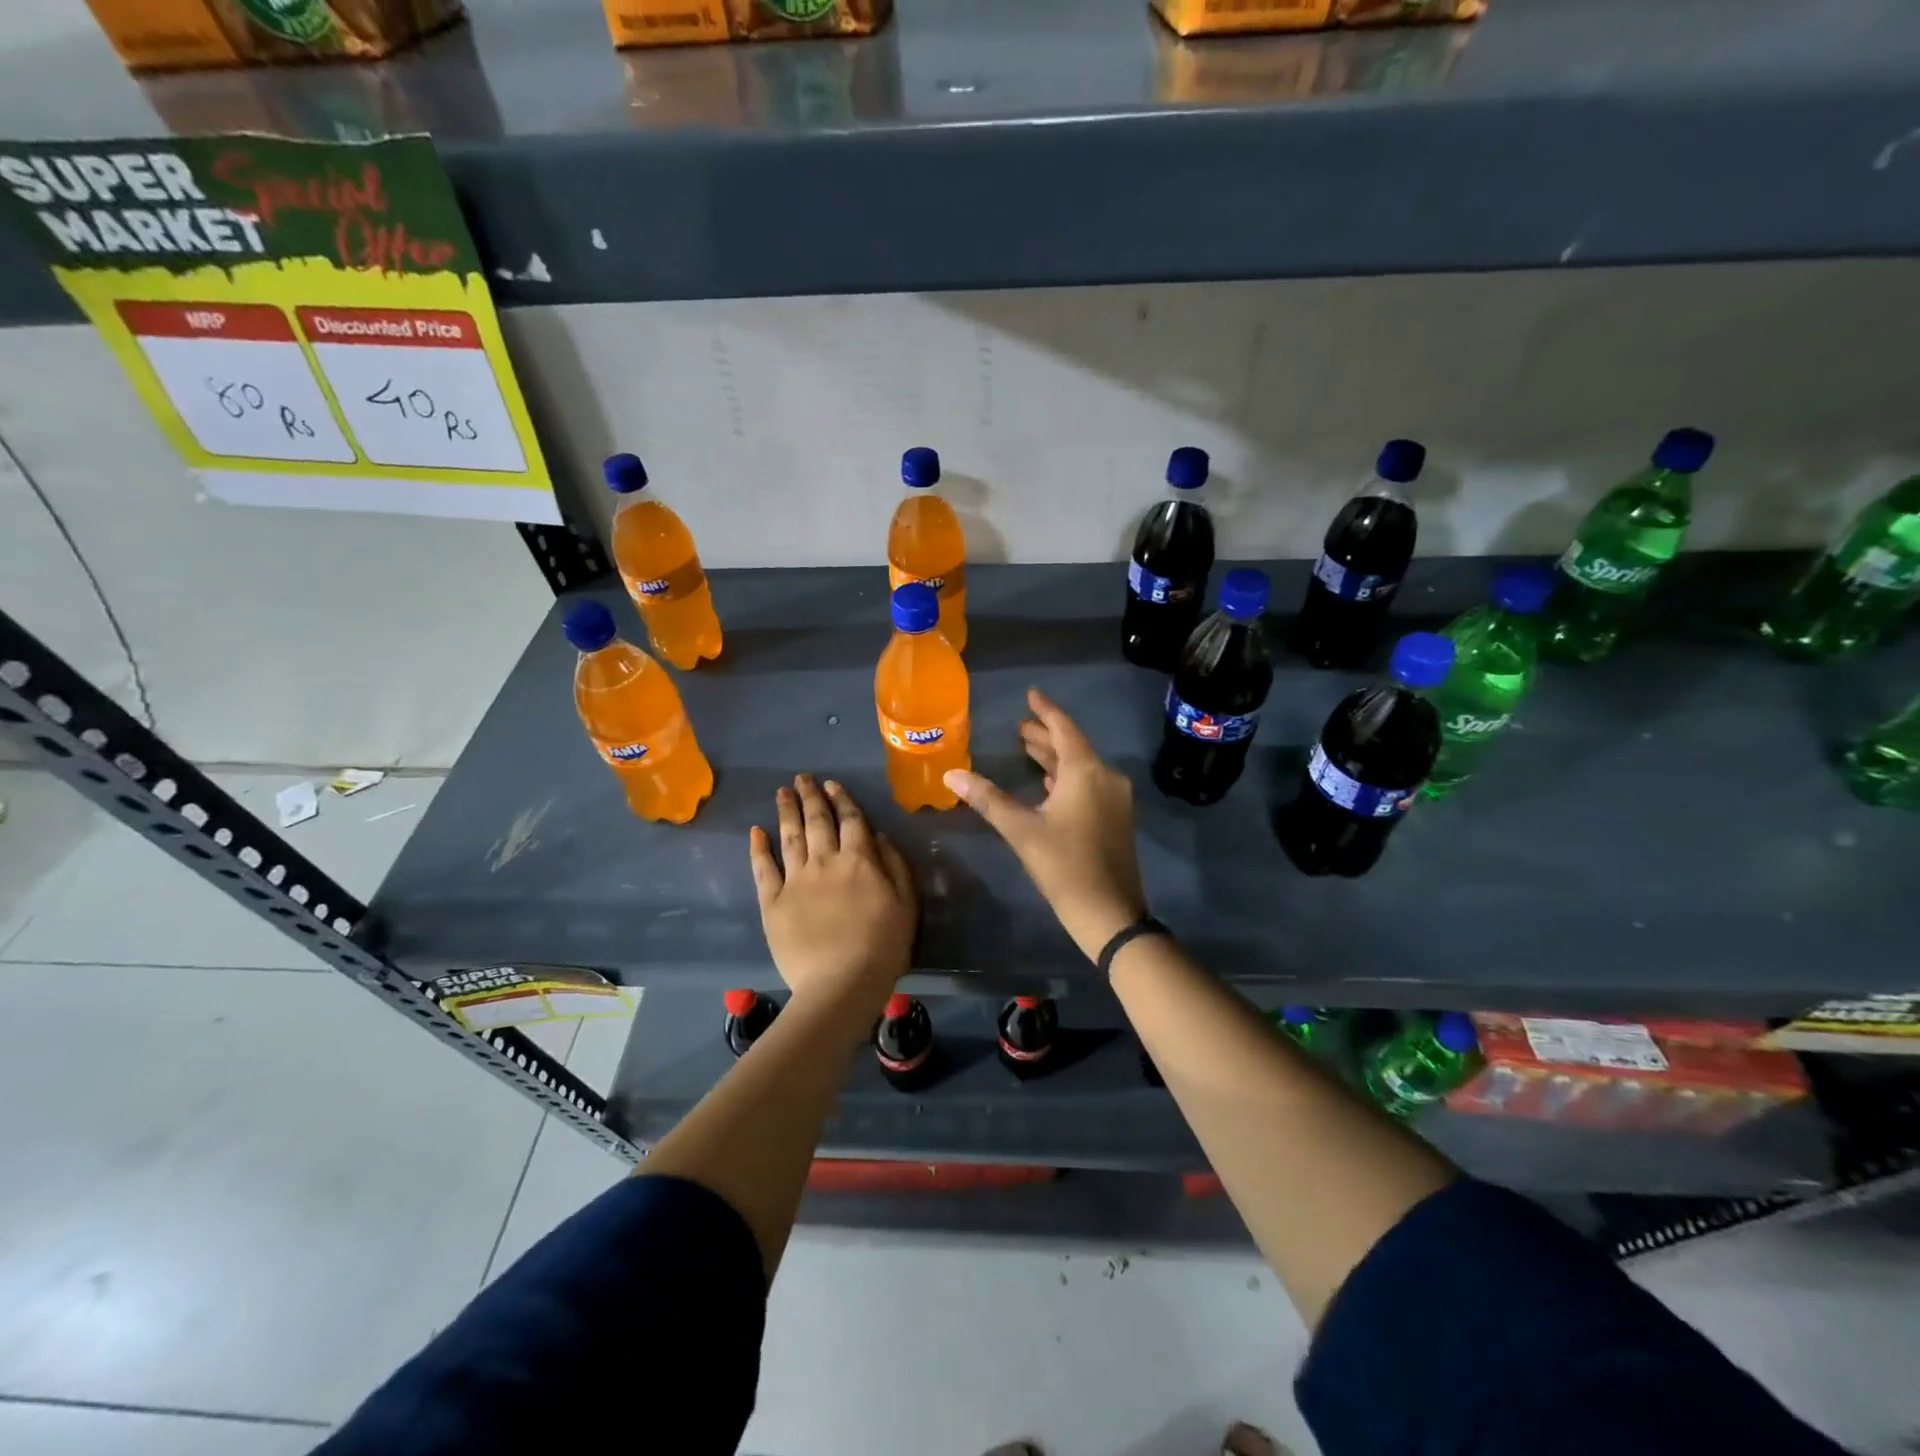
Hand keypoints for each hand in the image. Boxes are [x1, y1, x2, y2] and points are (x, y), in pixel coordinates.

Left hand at [749, 774, 915, 1020]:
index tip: (832, 784)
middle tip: (802, 778)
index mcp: (859, 860)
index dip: (842, 800)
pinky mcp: (773, 902)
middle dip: (810, 796)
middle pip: (817, 821)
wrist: (841, 983)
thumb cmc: (882, 946)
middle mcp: (825, 861)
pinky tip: (756, 831)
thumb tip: (878, 835)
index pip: (850, 821)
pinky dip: (758, 848)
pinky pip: (763, 869)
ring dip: (786, 812)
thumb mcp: (905, 903)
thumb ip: (894, 865)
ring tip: (782, 792)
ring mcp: (795, 880)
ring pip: (790, 837)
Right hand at [944, 688, 1146, 961]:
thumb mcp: (1021, 830)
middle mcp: (1106, 777)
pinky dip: (1067, 778)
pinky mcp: (1116, 818)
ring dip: (1055, 758)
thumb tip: (951, 775)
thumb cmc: (1064, 866)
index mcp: (1086, 772)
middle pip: (1073, 747)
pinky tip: (1050, 784)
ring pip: (1081, 767)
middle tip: (1019, 728)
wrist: (1109, 913)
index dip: (1045, 711)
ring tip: (1028, 749)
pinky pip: (1089, 784)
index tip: (1031, 694)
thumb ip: (988, 798)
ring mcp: (1115, 798)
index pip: (1064, 729)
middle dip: (1045, 736)